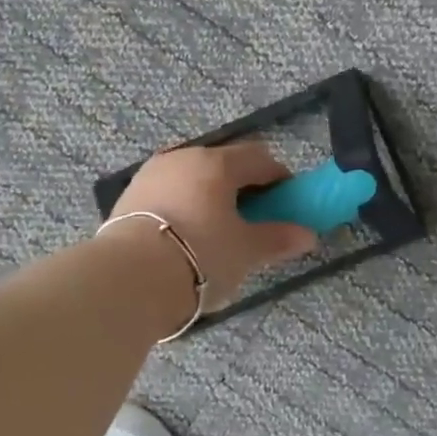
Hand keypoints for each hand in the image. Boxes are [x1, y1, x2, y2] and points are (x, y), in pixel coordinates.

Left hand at [110, 141, 317, 308]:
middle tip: (251, 219)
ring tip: (215, 229)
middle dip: (241, 186)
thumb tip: (308, 235)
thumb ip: (278, 238)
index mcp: (217, 163)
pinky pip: (168, 191)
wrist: (128, 278)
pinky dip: (183, 204)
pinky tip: (184, 234)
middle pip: (223, 163)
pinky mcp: (129, 194)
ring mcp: (152, 173)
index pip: (259, 158)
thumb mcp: (245, 251)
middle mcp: (183, 157)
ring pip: (192, 176)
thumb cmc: (200, 256)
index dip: (278, 178)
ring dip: (209, 194)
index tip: (286, 204)